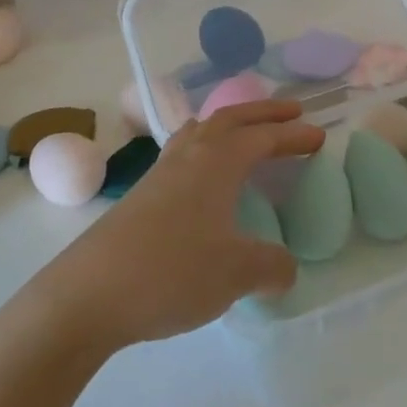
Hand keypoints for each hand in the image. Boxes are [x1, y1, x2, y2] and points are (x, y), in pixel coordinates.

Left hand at [30, 100, 322, 350]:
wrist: (87, 295)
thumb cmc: (170, 272)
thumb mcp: (234, 274)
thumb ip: (270, 267)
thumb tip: (285, 268)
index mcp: (217, 162)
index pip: (263, 137)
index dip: (293, 135)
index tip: (318, 136)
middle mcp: (189, 156)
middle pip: (231, 118)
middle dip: (264, 112)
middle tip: (293, 112)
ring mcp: (160, 173)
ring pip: (201, 130)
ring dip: (230, 124)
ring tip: (245, 131)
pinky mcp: (141, 195)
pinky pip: (182, 152)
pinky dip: (204, 147)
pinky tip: (203, 174)